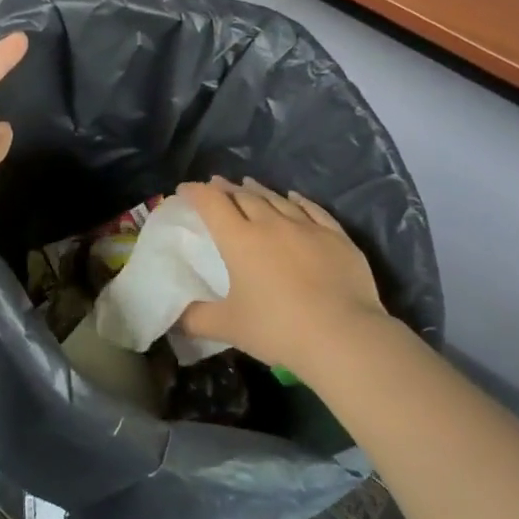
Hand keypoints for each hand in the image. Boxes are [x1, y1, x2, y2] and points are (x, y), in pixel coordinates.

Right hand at [177, 177, 387, 377]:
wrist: (343, 335)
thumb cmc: (278, 328)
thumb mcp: (229, 327)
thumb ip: (197, 320)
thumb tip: (175, 319)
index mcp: (240, 240)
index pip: (212, 204)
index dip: (195, 193)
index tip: (185, 189)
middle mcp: (272, 224)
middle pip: (244, 196)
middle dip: (226, 188)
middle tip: (216, 184)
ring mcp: (307, 227)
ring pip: (277, 199)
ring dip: (259, 190)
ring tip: (248, 183)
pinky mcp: (336, 237)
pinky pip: (313, 210)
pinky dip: (299, 200)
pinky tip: (295, 197)